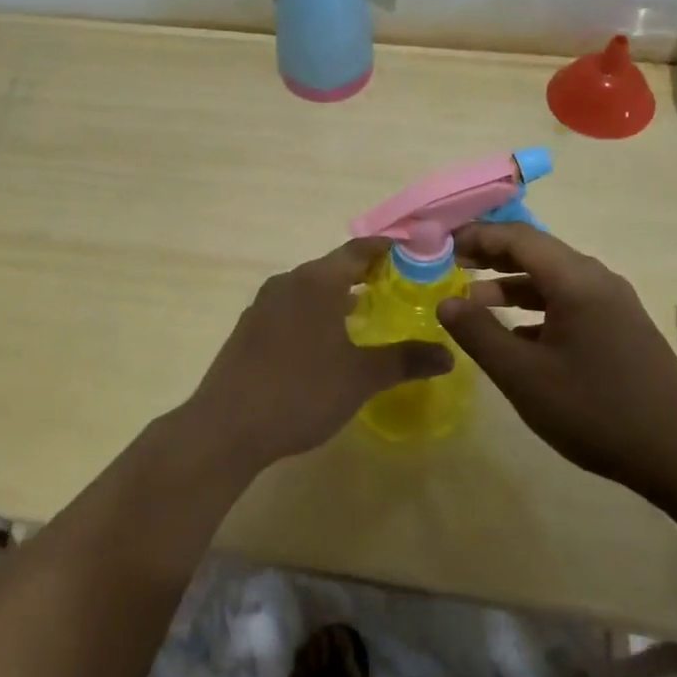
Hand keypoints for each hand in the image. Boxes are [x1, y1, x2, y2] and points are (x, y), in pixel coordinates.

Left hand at [185, 238, 451, 469]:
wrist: (227, 426)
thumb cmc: (301, 391)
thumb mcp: (360, 377)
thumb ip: (405, 360)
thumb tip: (449, 354)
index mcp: (316, 281)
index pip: (359, 250)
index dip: (388, 250)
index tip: (415, 254)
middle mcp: (288, 282)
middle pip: (334, 266)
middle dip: (367, 274)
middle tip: (400, 288)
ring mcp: (263, 304)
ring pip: (310, 288)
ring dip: (339, 295)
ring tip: (368, 314)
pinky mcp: (249, 328)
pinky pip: (291, 308)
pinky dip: (315, 313)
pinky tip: (326, 342)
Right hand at [437, 224, 676, 491]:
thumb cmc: (596, 410)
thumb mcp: (524, 376)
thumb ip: (479, 334)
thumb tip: (445, 302)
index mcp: (576, 280)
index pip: (518, 237)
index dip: (476, 236)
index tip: (441, 245)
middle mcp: (597, 281)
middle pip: (536, 252)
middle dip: (492, 255)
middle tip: (451, 265)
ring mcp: (614, 305)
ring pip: (553, 279)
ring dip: (512, 284)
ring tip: (475, 301)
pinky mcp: (621, 329)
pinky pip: (570, 302)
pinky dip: (536, 308)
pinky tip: (517, 335)